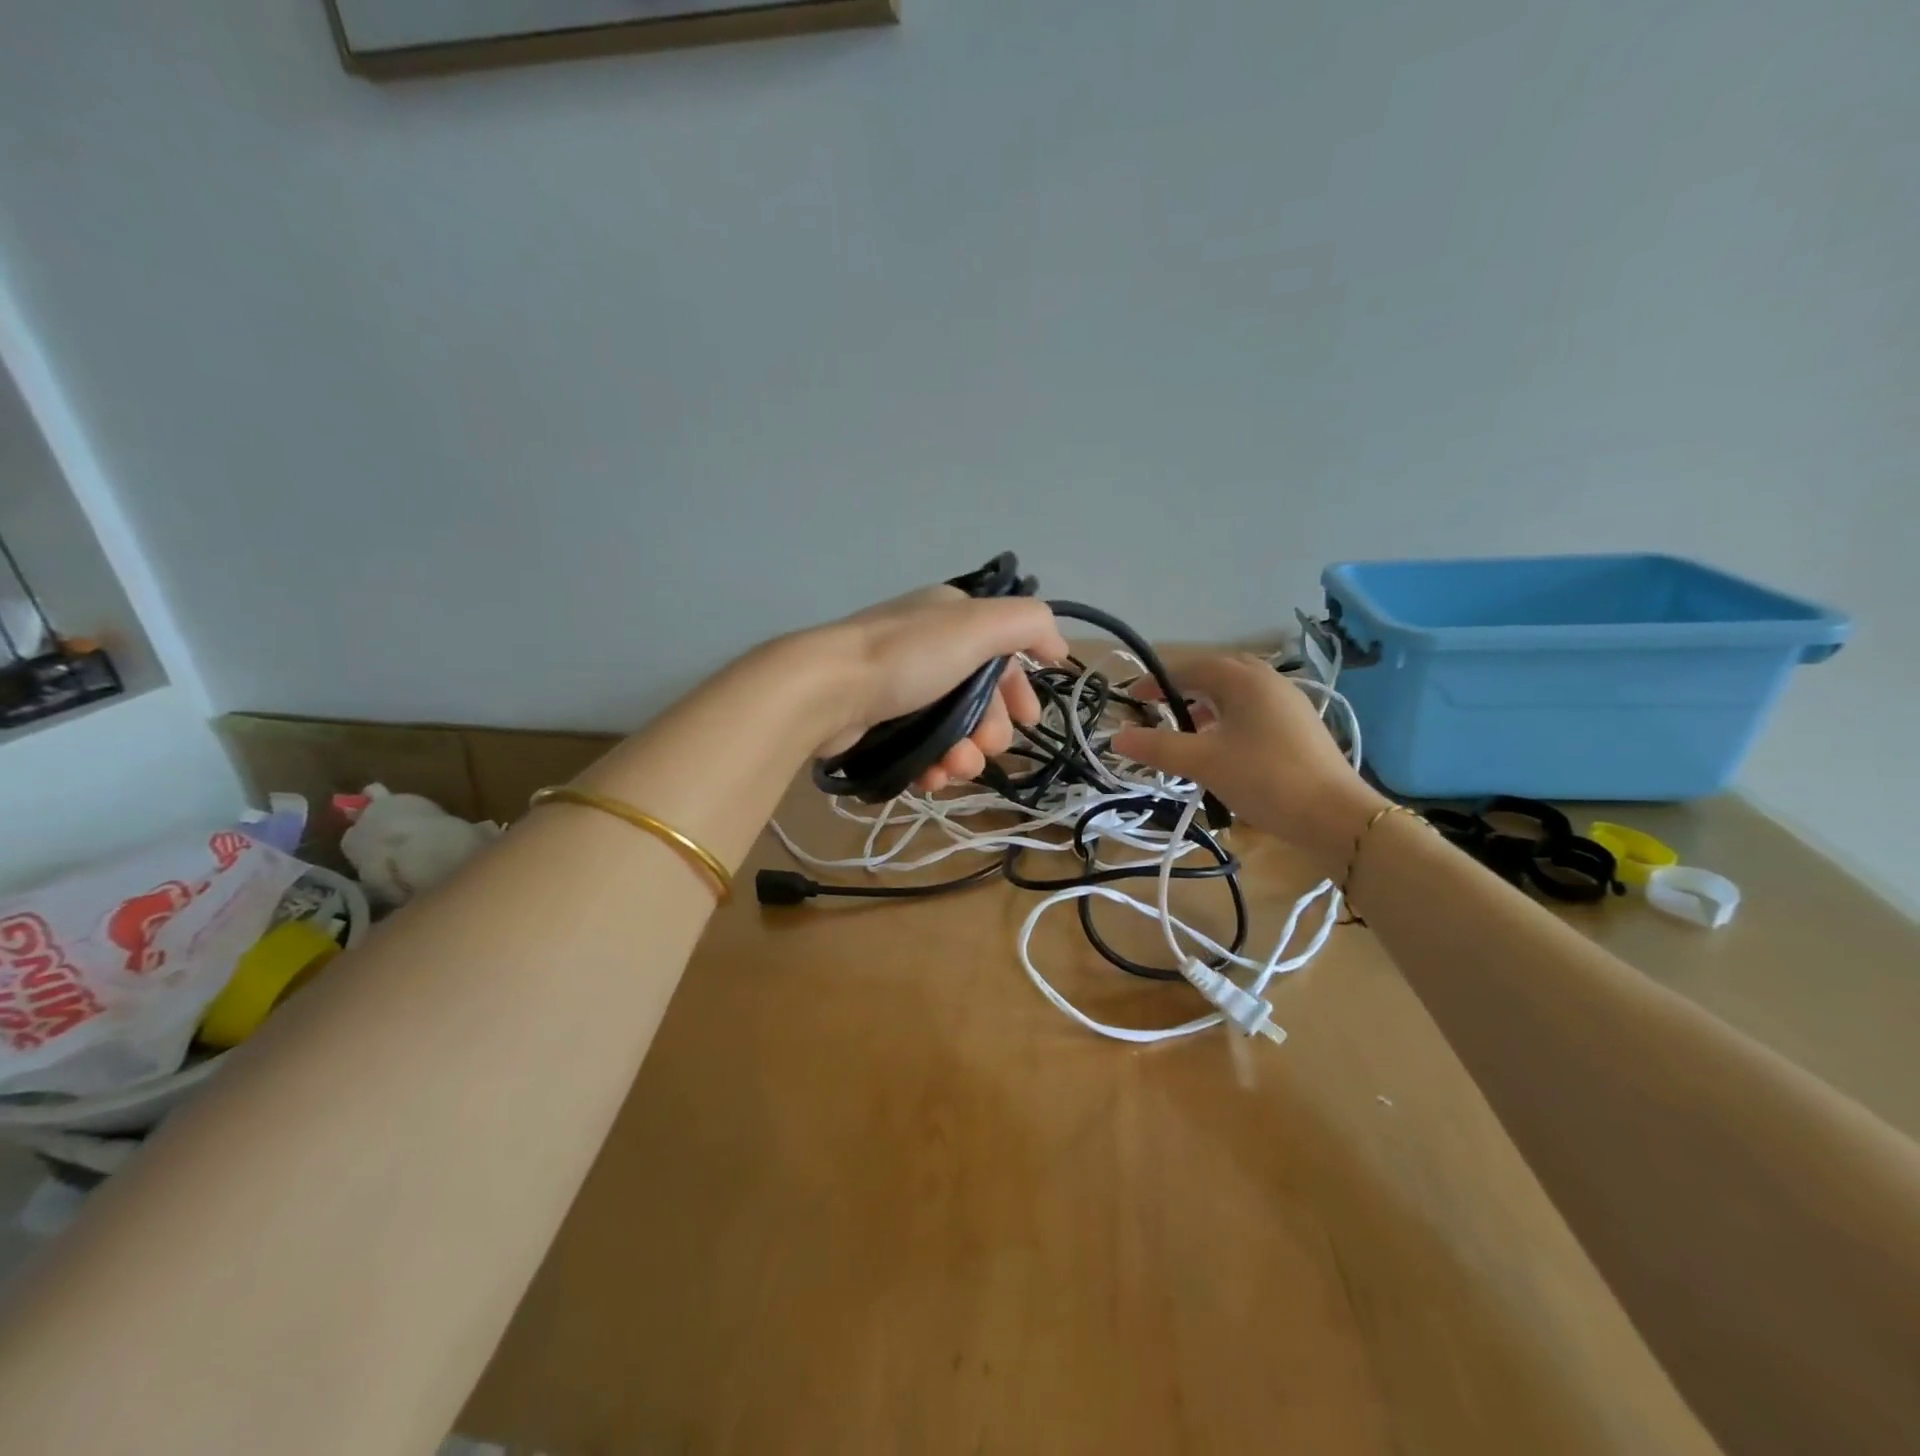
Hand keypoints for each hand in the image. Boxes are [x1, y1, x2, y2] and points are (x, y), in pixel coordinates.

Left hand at [805, 586, 1069, 792]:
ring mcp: (901, 685)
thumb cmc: (907, 657)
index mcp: (952, 617)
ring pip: (953, 729)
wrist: (826, 691)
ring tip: (953, 769)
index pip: (1003, 653)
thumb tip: (1057, 646)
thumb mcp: (978, 626)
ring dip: (964, 755)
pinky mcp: (879, 721)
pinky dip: (933, 765)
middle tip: (984, 748)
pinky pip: (921, 747)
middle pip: (981, 697)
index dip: (1020, 688)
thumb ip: (1027, 625)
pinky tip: (931, 778)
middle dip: (991, 730)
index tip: (1030, 720)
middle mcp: (928, 646)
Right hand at [1111, 652, 1387, 876]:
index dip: (1156, 681)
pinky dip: (1227, 721)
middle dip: (1183, 689)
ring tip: (1185, 731)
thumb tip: (1116, 738)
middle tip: (1157, 710)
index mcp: (1244, 679)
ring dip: (1205, 706)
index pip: (1190, 667)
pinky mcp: (1298, 727)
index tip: (1132, 699)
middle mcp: (1268, 681)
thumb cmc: (1264, 778)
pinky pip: (1252, 711)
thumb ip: (1157, 747)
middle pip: (1215, 674)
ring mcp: (1288, 703)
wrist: (1335, 816)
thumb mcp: (1203, 762)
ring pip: (1235, 694)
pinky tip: (1220, 748)